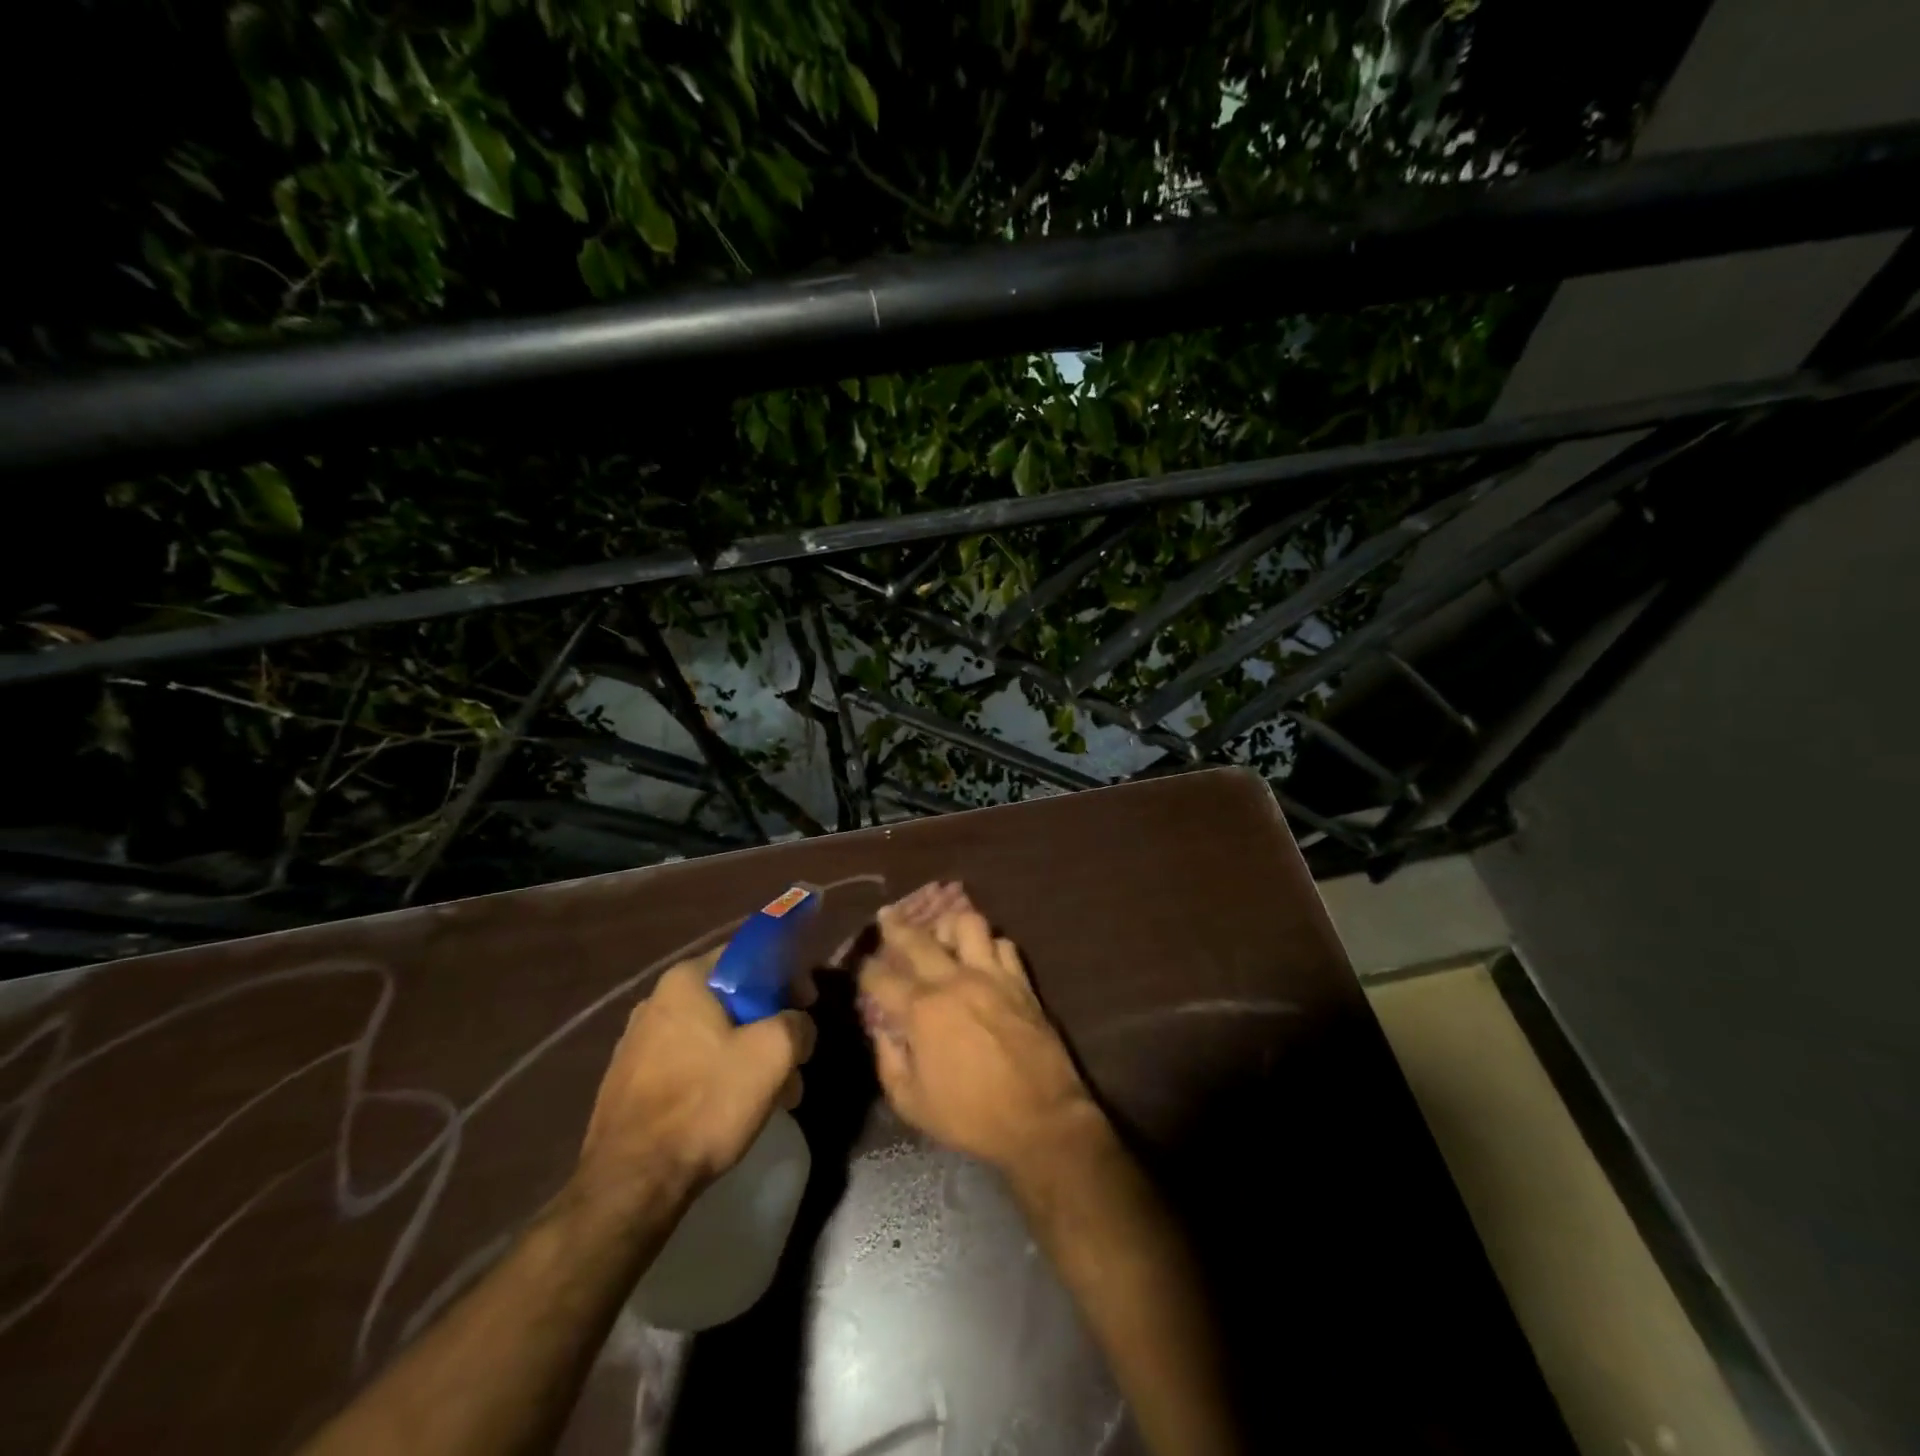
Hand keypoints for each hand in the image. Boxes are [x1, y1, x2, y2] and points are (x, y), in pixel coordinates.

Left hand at [574, 951, 815, 1211]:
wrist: (632, 1184)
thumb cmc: (706, 1102)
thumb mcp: (774, 1053)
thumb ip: (797, 1024)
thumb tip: (798, 1026)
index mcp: (685, 980)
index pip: (746, 954)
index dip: (785, 974)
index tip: (806, 1004)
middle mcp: (655, 1001)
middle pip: (730, 998)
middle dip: (768, 1025)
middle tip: (793, 1058)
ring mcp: (636, 1043)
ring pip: (711, 1035)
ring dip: (746, 1056)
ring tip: (773, 1094)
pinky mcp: (628, 1083)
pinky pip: (687, 1064)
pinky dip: (716, 1077)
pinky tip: (733, 1110)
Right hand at [857, 882, 1103, 1178]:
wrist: (1040, 1118)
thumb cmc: (971, 1117)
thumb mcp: (913, 1104)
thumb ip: (889, 1062)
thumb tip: (882, 1032)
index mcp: (922, 1011)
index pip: (882, 978)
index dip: (866, 970)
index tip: (862, 966)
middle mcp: (954, 981)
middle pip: (918, 939)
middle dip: (895, 925)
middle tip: (886, 916)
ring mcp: (991, 976)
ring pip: (967, 924)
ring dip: (949, 926)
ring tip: (943, 934)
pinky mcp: (1021, 981)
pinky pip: (1004, 945)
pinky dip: (990, 946)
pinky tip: (983, 956)